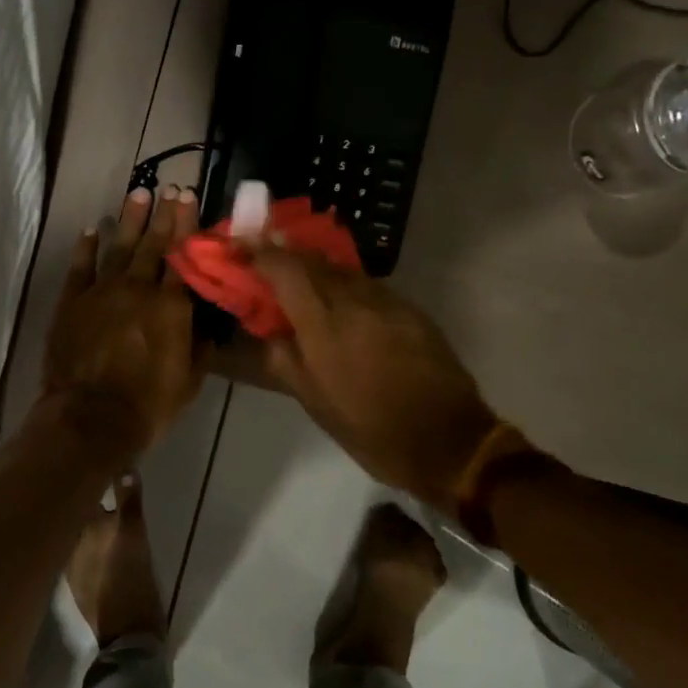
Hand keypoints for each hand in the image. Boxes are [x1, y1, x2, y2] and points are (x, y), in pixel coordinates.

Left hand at [42, 186, 203, 456]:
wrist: (90, 418)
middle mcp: (137, 288)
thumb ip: (199, 343)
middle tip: (169, 187)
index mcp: (171, 305)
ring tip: (138, 194)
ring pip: (118, 247)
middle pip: (152, 244)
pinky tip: (92, 229)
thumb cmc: (149, 404)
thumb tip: (205, 318)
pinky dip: (86, 247)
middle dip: (162, 214)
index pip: (183, 256)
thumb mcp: (191, 379)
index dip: (187, 225)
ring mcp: (101, 292)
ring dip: (128, 220)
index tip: (189, 198)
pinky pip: (80, 267)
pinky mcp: (71, 302)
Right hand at [248, 247, 499, 510]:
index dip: (259, 252)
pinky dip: (344, 285)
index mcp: (324, 326)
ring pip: (342, 270)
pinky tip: (340, 303)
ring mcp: (387, 302)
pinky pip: (367, 286)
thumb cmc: (371, 430)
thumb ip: (283, 360)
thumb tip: (264, 332)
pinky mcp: (410, 310)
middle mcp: (355, 302)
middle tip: (264, 255)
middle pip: (314, 260)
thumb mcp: (314, 401)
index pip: (285, 270)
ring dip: (316, 267)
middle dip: (285, 253)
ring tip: (299, 279)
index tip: (240, 246)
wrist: (447, 441)